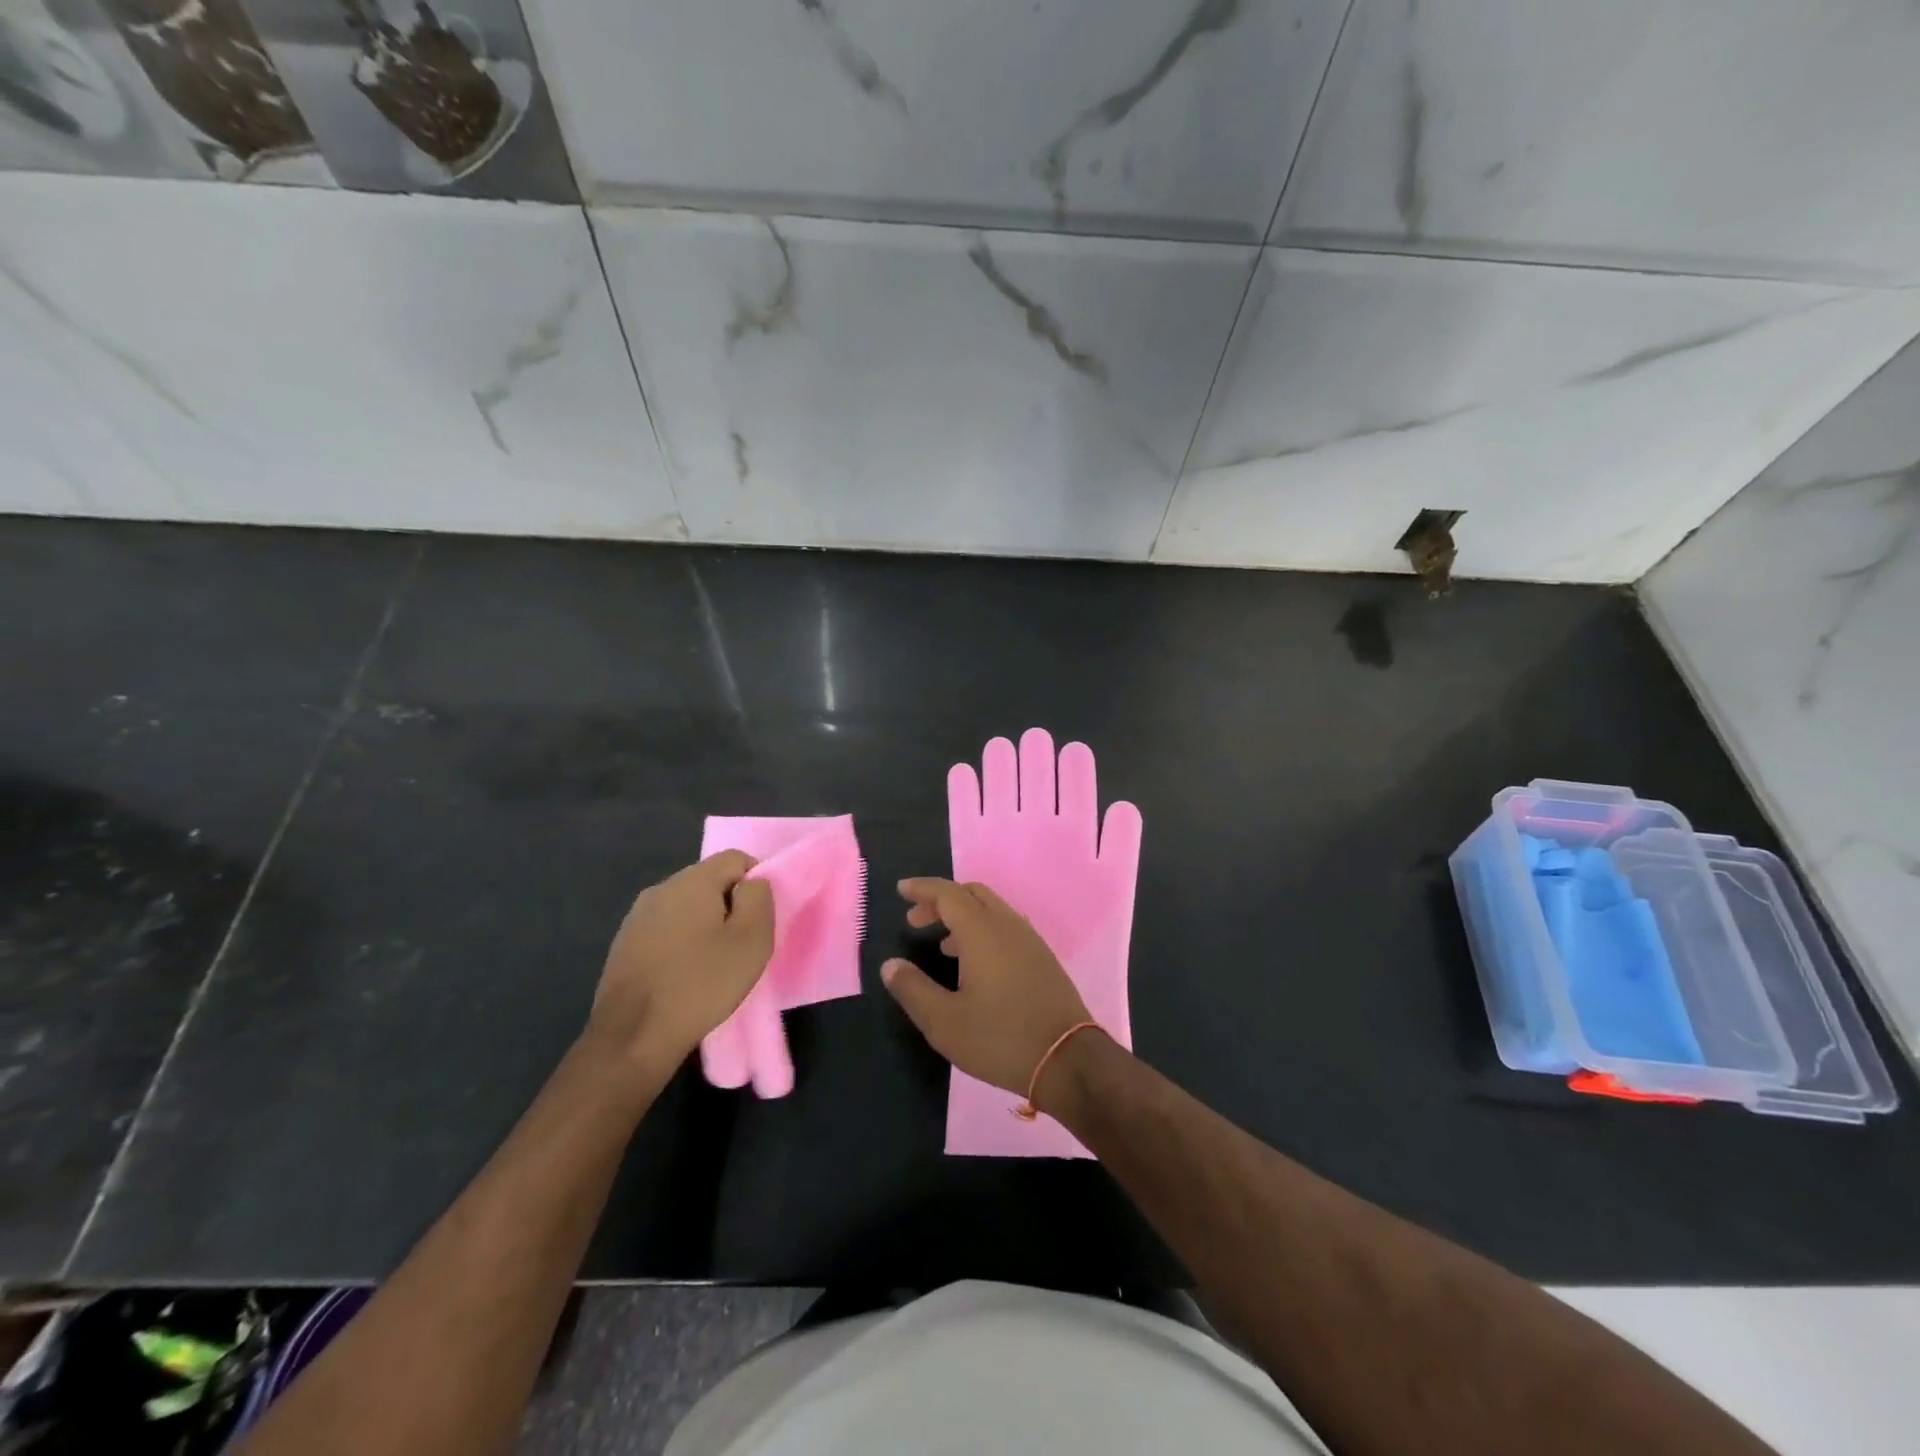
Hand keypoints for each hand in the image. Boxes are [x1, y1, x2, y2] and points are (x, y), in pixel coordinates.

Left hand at [588, 851, 774, 1072]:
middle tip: (741, 944)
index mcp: (692, 880)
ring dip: (705, 925)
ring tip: (714, 963)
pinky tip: (684, 975)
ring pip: (686, 906)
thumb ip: (759, 898)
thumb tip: (752, 883)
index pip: (736, 858)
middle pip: (709, 881)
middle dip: (730, 905)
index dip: (756, 883)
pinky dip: (681, 943)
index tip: (759, 920)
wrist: (633, 1036)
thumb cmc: (701, 984)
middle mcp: (661, 888)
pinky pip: (665, 929)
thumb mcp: (751, 940)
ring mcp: (637, 916)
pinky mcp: (624, 944)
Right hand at [881, 878, 1093, 1095]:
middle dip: (941, 900)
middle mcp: (1007, 926)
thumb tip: (890, 965)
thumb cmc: (1000, 1038)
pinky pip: (1006, 927)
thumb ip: (913, 989)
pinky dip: (983, 930)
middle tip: (916, 920)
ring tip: (942, 945)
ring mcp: (1030, 940)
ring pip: (992, 910)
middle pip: (972, 894)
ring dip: (963, 916)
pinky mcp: (1043, 958)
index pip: (948, 894)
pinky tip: (975, 964)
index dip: (923, 888)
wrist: (1068, 1059)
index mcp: (982, 932)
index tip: (902, 890)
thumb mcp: (944, 1022)